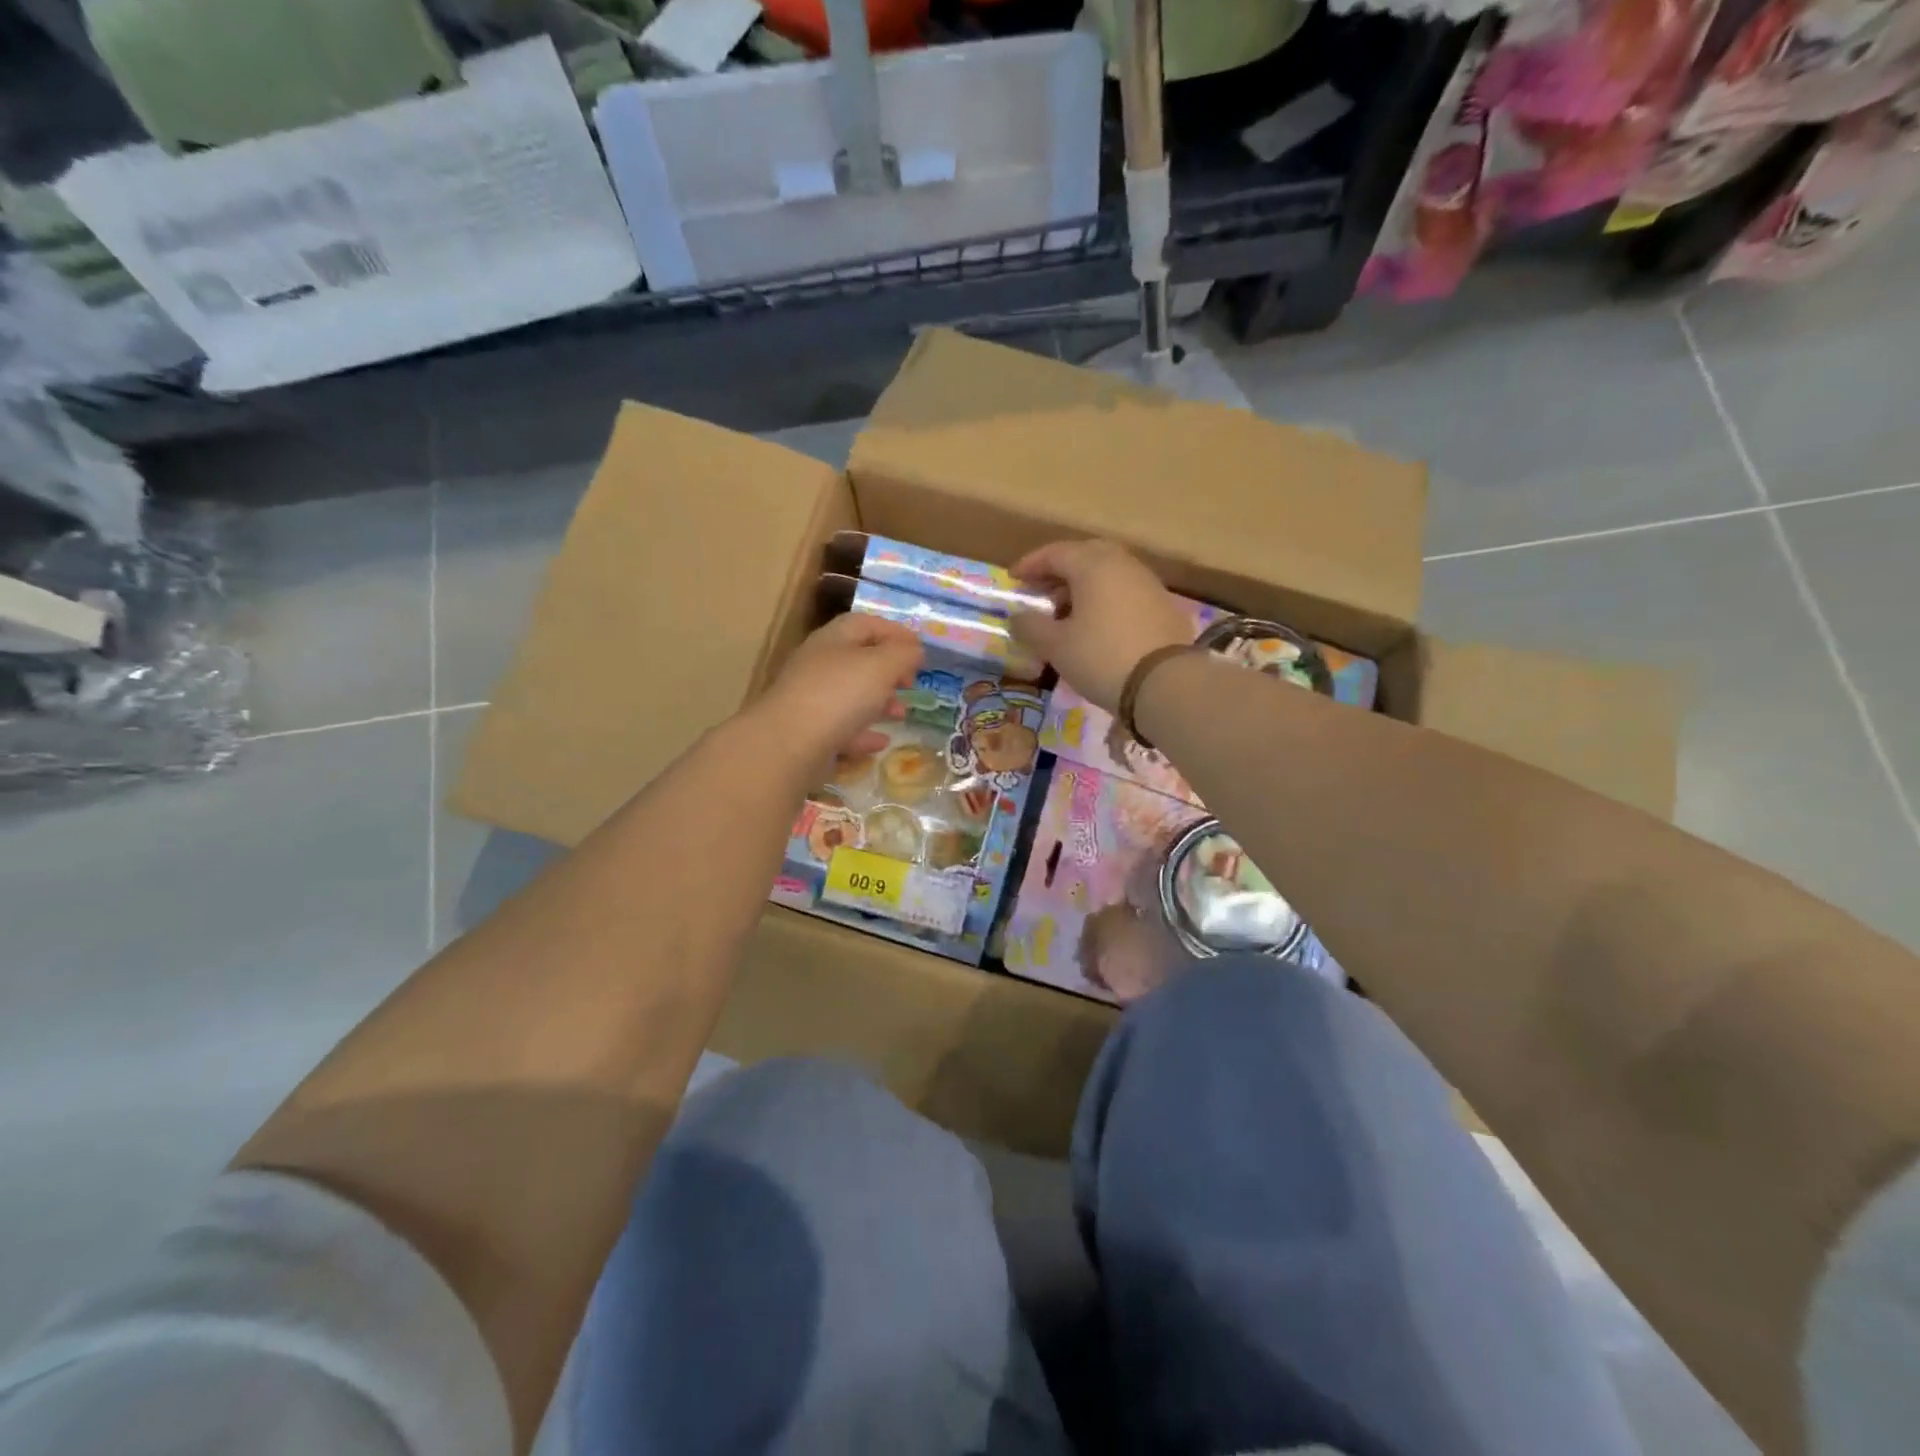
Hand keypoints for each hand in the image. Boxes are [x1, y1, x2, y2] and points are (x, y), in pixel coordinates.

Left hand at [753, 614, 923, 772]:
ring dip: (880, 702)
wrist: (789, 744)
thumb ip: (903, 654)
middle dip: (889, 670)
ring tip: (901, 715)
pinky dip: (864, 733)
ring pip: (851, 695)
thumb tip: (913, 651)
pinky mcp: (808, 733)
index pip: (866, 623)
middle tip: (910, 683)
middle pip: (858, 660)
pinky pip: (842, 728)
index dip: (895, 631)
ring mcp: (811, 700)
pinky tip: (881, 742)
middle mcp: (819, 665)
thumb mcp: (882, 665)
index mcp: (834, 639)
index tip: (920, 649)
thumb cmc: (840, 694)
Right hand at [1009, 540, 1192, 711]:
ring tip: (1067, 613)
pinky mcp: (1164, 607)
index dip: (1031, 564)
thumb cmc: (1101, 657)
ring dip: (1084, 587)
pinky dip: (1106, 601)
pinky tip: (1097, 626)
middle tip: (1042, 592)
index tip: (1014, 579)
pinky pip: (1126, 593)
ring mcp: (1148, 584)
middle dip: (1060, 571)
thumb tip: (1017, 616)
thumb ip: (1031, 626)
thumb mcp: (1056, 645)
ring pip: (1109, 574)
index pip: (1056, 553)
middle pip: (1086, 556)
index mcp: (1094, 565)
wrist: (1165, 684)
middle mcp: (1123, 565)